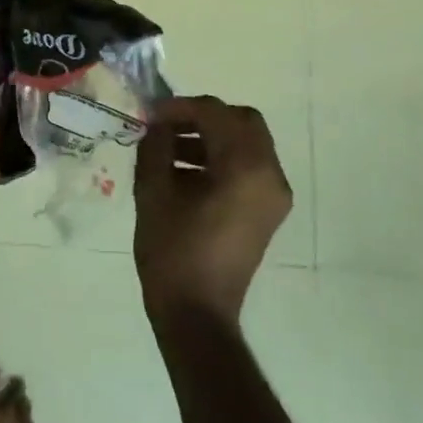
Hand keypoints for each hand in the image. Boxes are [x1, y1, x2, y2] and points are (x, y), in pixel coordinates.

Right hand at [133, 95, 291, 326]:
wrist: (197, 314)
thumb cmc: (173, 252)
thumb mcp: (154, 191)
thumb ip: (155, 145)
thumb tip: (157, 122)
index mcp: (246, 167)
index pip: (216, 113)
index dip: (180, 107)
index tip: (150, 114)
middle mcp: (270, 175)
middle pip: (241, 122)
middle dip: (201, 117)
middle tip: (166, 126)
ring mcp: (273, 195)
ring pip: (245, 143)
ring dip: (209, 137)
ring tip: (166, 150)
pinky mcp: (266, 211)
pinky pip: (247, 167)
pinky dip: (219, 159)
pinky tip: (182, 173)